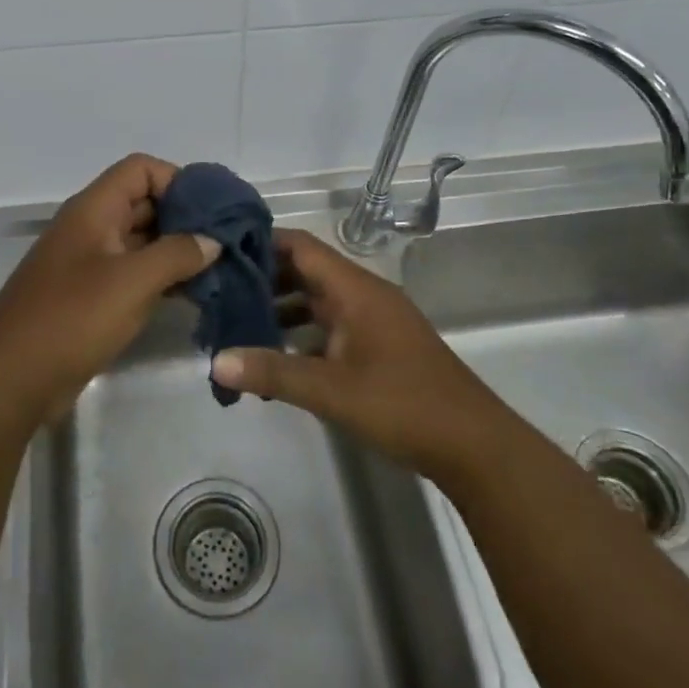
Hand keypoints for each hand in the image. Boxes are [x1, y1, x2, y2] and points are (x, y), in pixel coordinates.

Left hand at [0, 154, 218, 426]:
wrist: (10, 380)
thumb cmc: (71, 318)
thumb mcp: (132, 281)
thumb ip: (177, 254)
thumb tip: (212, 240)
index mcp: (94, 209)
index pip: (141, 170)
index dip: (178, 180)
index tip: (213, 211)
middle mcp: (91, 227)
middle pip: (144, 202)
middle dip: (185, 217)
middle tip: (227, 241)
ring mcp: (90, 263)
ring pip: (141, 240)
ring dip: (177, 250)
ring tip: (219, 269)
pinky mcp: (91, 296)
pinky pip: (133, 273)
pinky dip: (162, 277)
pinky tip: (192, 294)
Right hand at [209, 228, 510, 485]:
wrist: (473, 444)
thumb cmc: (402, 405)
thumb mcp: (331, 390)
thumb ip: (272, 372)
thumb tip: (215, 361)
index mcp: (355, 289)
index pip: (301, 246)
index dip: (262, 243)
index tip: (221, 252)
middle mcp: (364, 295)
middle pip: (306, 271)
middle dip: (264, 280)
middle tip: (219, 293)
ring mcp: (374, 320)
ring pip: (318, 301)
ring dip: (281, 310)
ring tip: (237, 326)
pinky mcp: (379, 346)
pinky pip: (331, 327)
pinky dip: (303, 335)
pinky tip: (276, 359)